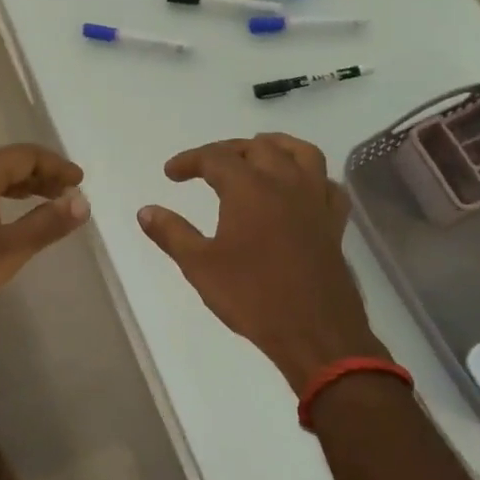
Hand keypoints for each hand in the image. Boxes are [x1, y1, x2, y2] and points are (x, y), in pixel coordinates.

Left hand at [0, 144, 88, 333]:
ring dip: (17, 185)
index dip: (56, 166)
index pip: (23, 155)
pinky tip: (4, 213)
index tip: (80, 181)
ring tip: (45, 201)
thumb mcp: (7, 252)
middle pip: (3, 162)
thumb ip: (46, 224)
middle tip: (68, 193)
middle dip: (39, 175)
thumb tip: (81, 202)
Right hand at [138, 134, 384, 392]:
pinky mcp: (334, 223)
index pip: (215, 157)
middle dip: (227, 151)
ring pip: (301, 153)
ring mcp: (315, 201)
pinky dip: (312, 177)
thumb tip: (145, 211)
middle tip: (206, 167)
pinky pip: (328, 184)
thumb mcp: (200, 266)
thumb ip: (171, 233)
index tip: (171, 174)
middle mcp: (285, 183)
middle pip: (257, 148)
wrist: (314, 332)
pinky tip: (300, 189)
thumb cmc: (252, 297)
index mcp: (249, 189)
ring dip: (275, 147)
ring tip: (257, 155)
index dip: (189, 161)